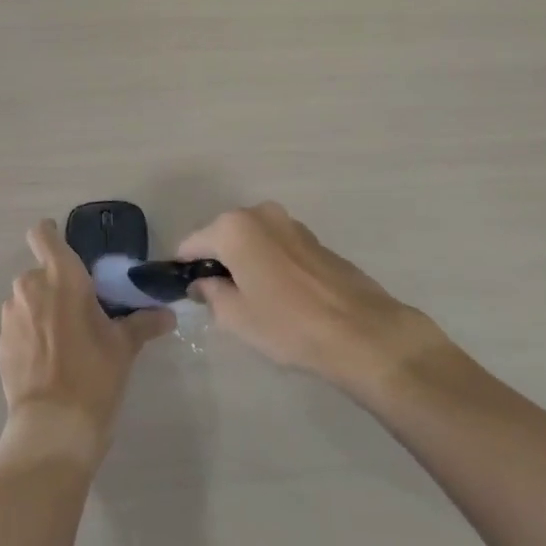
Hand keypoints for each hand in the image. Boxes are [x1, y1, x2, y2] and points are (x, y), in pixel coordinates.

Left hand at [0, 220, 173, 469]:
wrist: (53, 425)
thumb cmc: (94, 374)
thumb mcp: (124, 346)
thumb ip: (143, 323)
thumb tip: (168, 315)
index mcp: (62, 277)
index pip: (43, 235)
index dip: (50, 234)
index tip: (64, 245)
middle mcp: (30, 287)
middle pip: (41, 272)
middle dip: (57, 285)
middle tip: (80, 309)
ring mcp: (11, 315)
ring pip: (28, 299)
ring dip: (43, 308)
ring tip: (65, 338)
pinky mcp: (1, 342)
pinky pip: (19, 324)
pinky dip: (32, 332)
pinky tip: (50, 358)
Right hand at [177, 203, 450, 396]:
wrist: (361, 332)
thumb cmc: (288, 324)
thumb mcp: (235, 316)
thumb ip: (210, 293)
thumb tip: (204, 283)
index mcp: (233, 227)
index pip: (191, 244)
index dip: (184, 269)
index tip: (184, 293)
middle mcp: (260, 213)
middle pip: (222, 236)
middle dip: (216, 262)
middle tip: (219, 300)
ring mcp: (290, 223)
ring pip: (252, 240)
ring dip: (245, 262)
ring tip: (252, 299)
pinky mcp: (314, 238)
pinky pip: (276, 246)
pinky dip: (270, 263)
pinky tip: (280, 295)